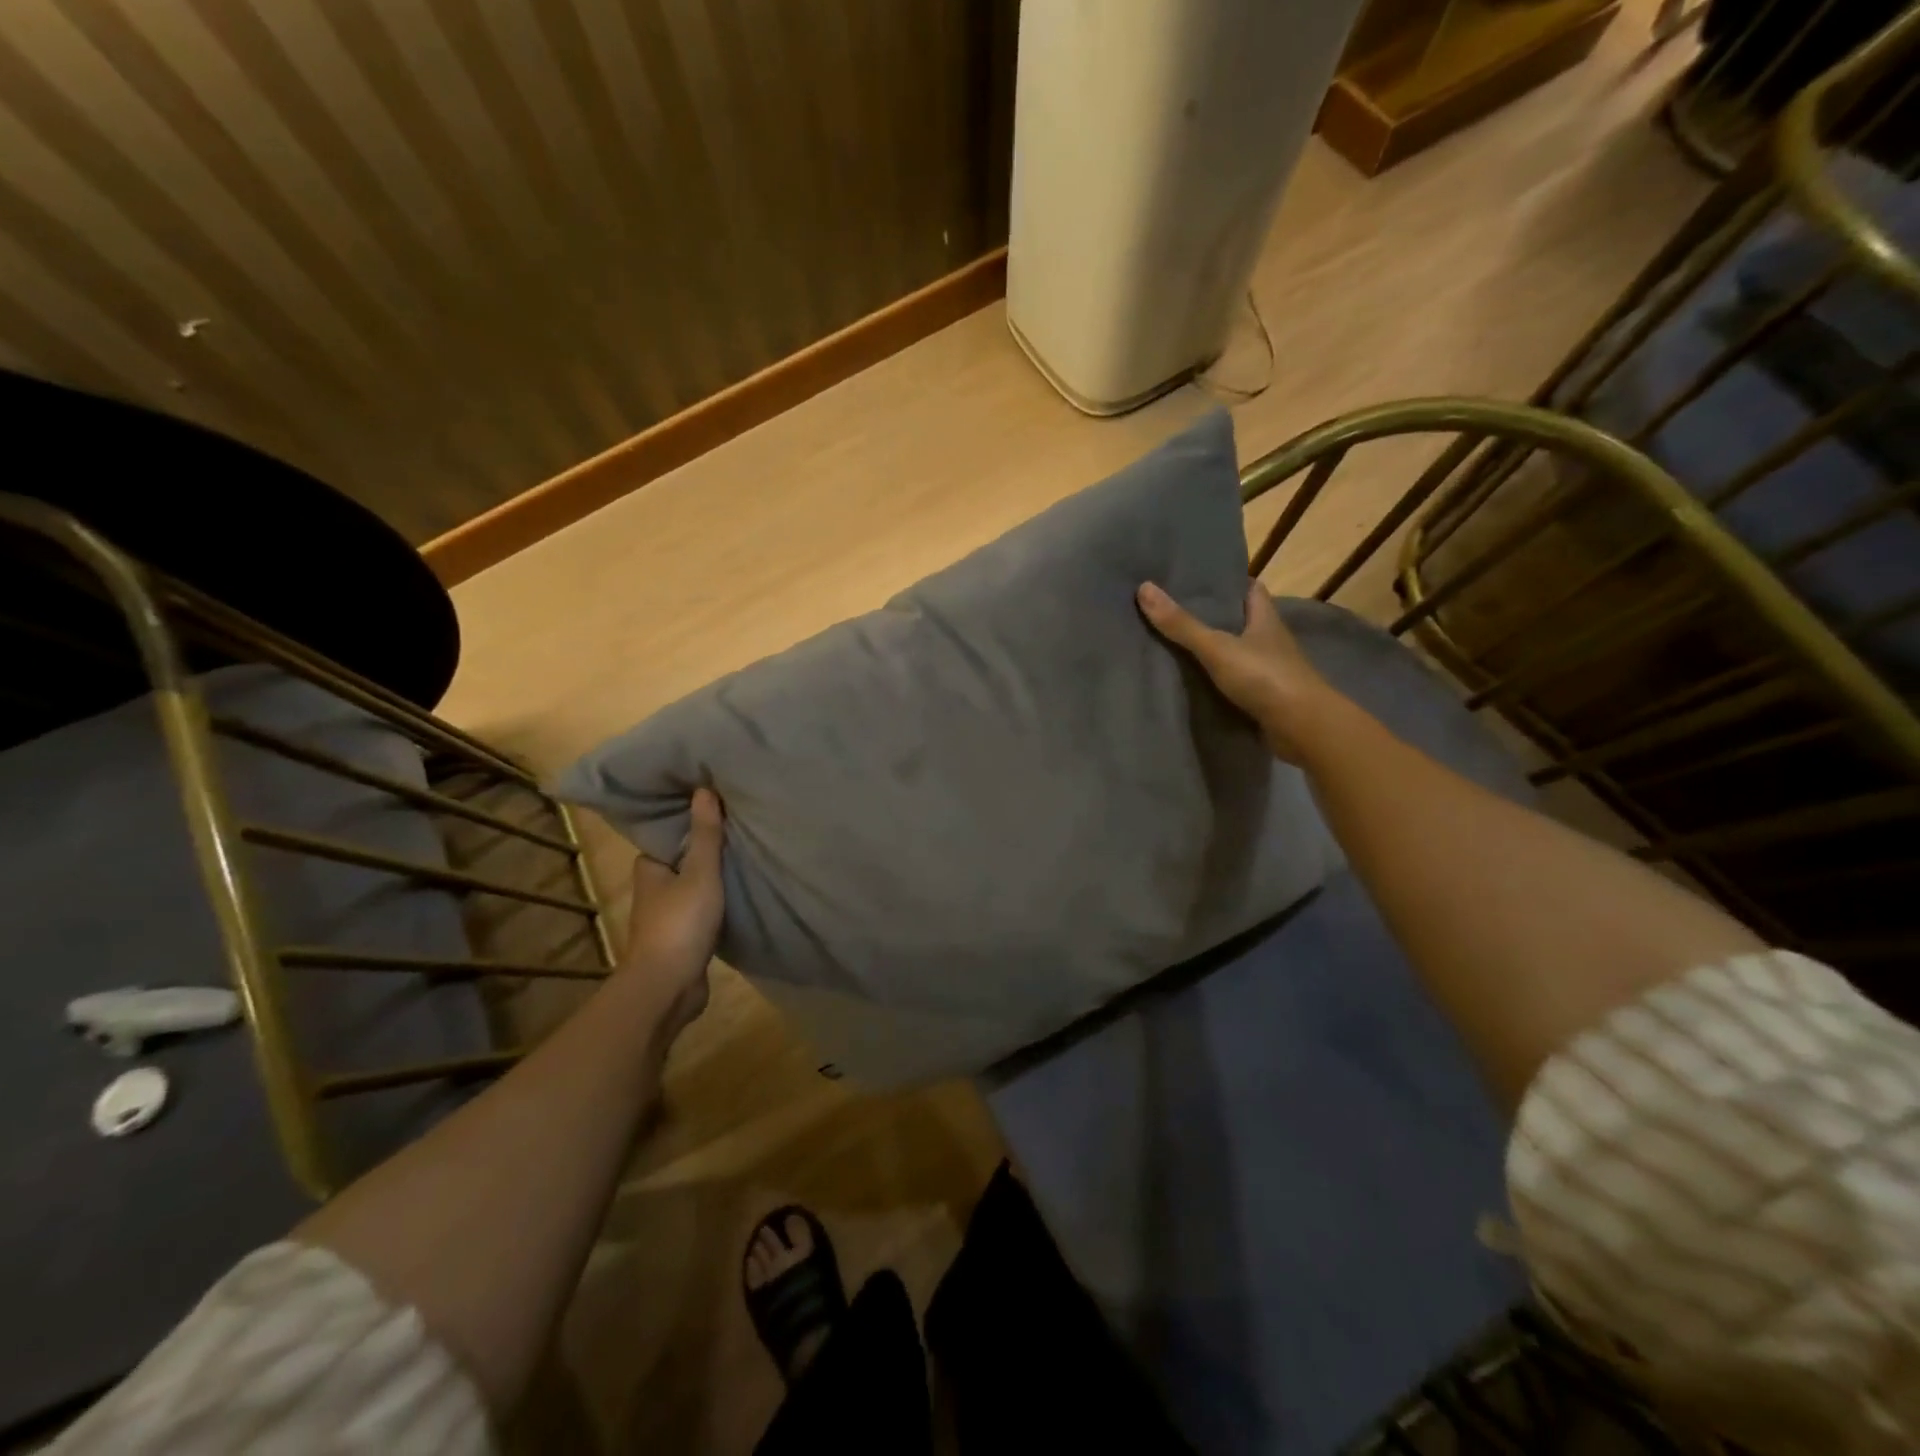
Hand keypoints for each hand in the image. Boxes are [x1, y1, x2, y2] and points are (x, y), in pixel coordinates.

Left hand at [620, 787, 725, 1043]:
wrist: (668, 986)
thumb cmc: (680, 923)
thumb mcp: (700, 872)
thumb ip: (705, 834)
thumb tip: (703, 788)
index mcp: (649, 868)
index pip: (667, 834)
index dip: (687, 819)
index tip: (713, 802)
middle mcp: (654, 888)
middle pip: (681, 858)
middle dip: (703, 845)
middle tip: (736, 823)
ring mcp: (667, 915)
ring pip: (692, 884)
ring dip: (711, 874)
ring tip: (742, 852)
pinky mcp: (683, 937)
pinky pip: (702, 907)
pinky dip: (716, 898)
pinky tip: (738, 890)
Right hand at [1137, 579, 1341, 762]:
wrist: (1302, 727)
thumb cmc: (1265, 677)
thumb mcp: (1217, 647)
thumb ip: (1182, 624)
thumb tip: (1144, 588)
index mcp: (1265, 618)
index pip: (1250, 589)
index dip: (1229, 582)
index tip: (1200, 580)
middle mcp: (1271, 640)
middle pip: (1242, 620)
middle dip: (1216, 616)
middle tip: (1178, 611)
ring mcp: (1270, 671)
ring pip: (1240, 652)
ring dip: (1217, 650)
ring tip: (1179, 645)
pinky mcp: (1266, 698)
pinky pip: (1238, 682)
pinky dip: (1220, 680)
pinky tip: (1197, 682)